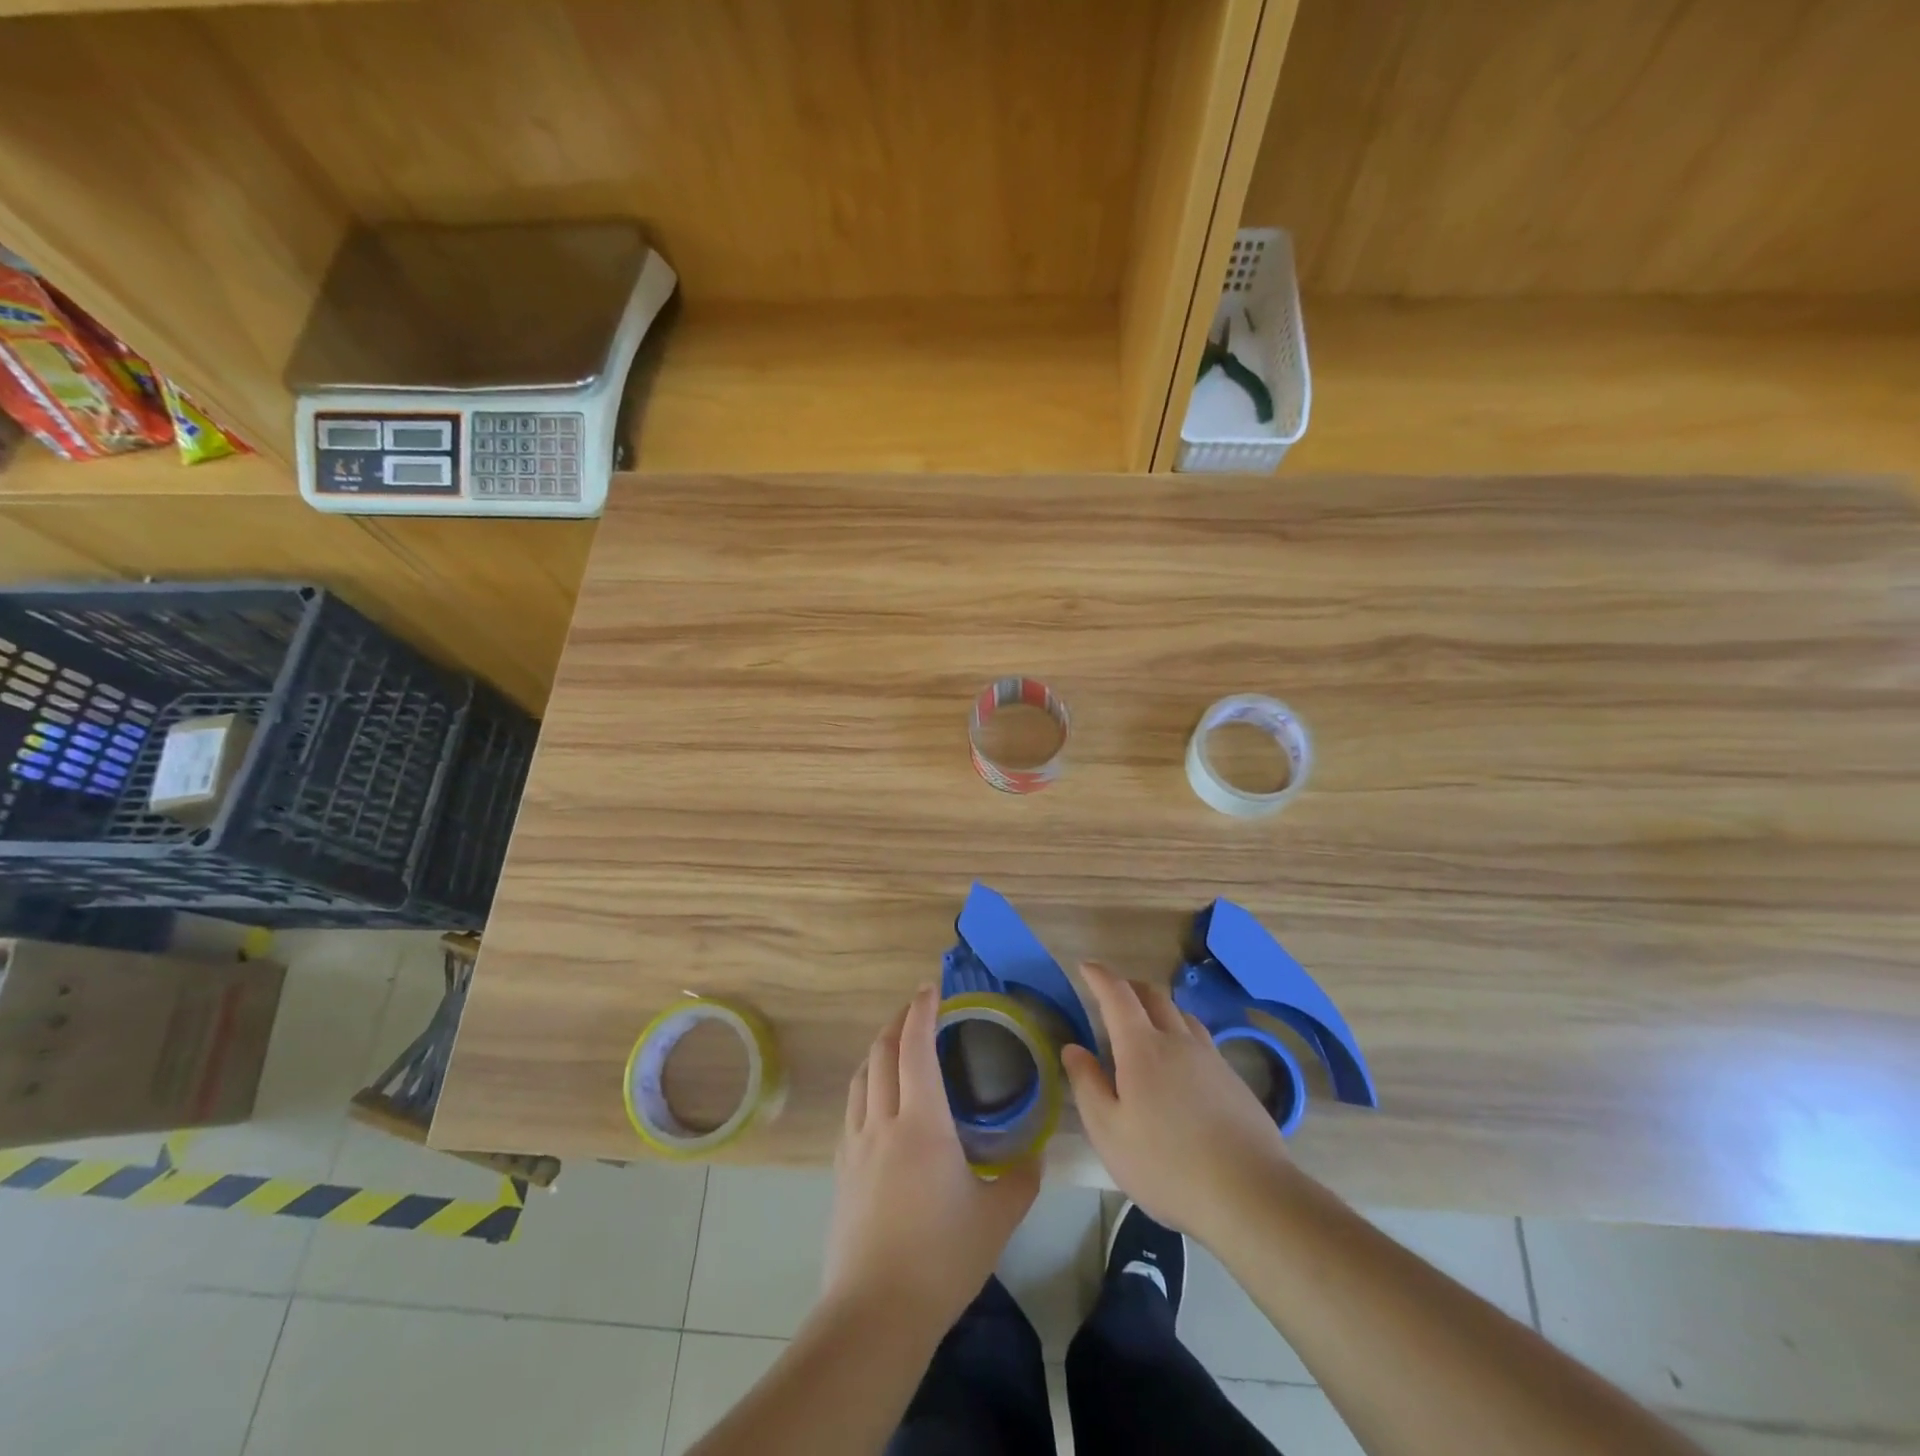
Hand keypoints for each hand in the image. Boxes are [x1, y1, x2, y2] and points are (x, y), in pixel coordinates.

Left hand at [823, 985, 1040, 1332]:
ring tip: (896, 1044)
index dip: (922, 1011)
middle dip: (898, 1021)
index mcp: (921, 1123)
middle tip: (918, 1009)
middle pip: (881, 1052)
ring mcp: (856, 1144)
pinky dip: (866, 1084)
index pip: (915, 1046)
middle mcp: (883, 1121)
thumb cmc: (941, 1259)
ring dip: (878, 1049)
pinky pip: (852, 1107)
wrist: (875, 1312)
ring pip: (861, 1076)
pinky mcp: (841, 1169)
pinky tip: (877, 1099)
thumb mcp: (997, 1219)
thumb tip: (1037, 1155)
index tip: (932, 988)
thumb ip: (1022, 1180)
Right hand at [1062, 961, 1291, 1243]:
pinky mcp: (1234, 1080)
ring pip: (1181, 1015)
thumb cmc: (1166, 1165)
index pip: (1117, 995)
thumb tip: (1074, 1048)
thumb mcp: (1109, 1132)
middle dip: (1129, 986)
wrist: (1249, 1194)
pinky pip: (1202, 1040)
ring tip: (1146, 1026)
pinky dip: (1182, 1034)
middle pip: (1153, 996)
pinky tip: (1181, 1064)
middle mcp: (1177, 1041)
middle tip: (1112, 996)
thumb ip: (1087, 1085)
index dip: (1099, 976)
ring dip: (1159, 1008)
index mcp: (1142, 1048)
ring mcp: (1211, 1058)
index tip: (1086, 967)